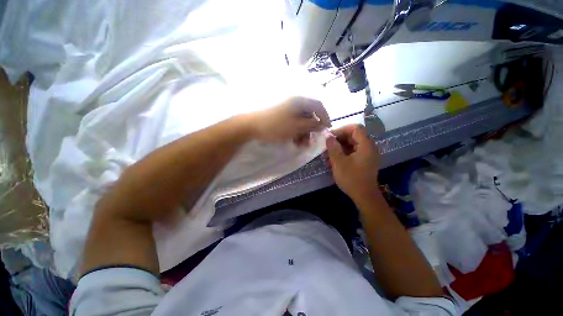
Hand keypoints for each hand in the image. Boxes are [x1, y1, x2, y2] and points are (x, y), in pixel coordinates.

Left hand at [249, 97, 330, 144]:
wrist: (251, 126)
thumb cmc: (276, 126)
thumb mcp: (296, 127)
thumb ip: (311, 125)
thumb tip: (322, 124)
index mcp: (300, 102)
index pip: (318, 106)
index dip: (325, 117)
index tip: (327, 129)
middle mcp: (295, 103)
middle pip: (310, 115)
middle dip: (311, 129)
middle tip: (310, 141)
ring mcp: (287, 109)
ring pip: (301, 121)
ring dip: (303, 133)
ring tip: (300, 144)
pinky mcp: (282, 116)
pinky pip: (293, 123)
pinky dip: (296, 132)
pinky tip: (294, 141)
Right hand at [326, 124, 379, 199]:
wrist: (364, 196)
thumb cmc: (351, 178)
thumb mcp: (338, 162)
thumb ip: (332, 147)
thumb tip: (328, 135)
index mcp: (366, 145)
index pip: (355, 128)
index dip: (341, 130)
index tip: (330, 136)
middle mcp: (369, 147)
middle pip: (353, 136)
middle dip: (338, 140)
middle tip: (326, 146)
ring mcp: (367, 155)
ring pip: (351, 145)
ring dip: (338, 148)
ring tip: (326, 156)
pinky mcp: (364, 161)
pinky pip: (352, 153)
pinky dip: (342, 154)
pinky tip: (332, 161)